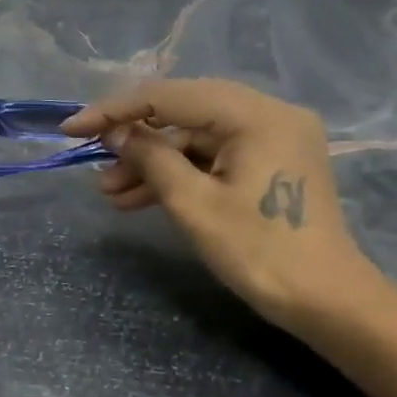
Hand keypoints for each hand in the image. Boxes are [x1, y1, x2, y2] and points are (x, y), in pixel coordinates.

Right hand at [63, 80, 380, 329]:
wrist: (324, 300)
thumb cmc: (259, 252)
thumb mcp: (193, 204)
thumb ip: (151, 158)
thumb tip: (115, 132)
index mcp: (256, 115)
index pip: (171, 96)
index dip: (115, 110)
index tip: (72, 129)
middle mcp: (268, 114)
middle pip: (183, 112)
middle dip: (133, 139)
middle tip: (93, 162)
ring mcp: (271, 139)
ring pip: (195, 139)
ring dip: (151, 163)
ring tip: (109, 193)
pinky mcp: (268, 163)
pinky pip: (212, 158)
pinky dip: (177, 175)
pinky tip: (138, 199)